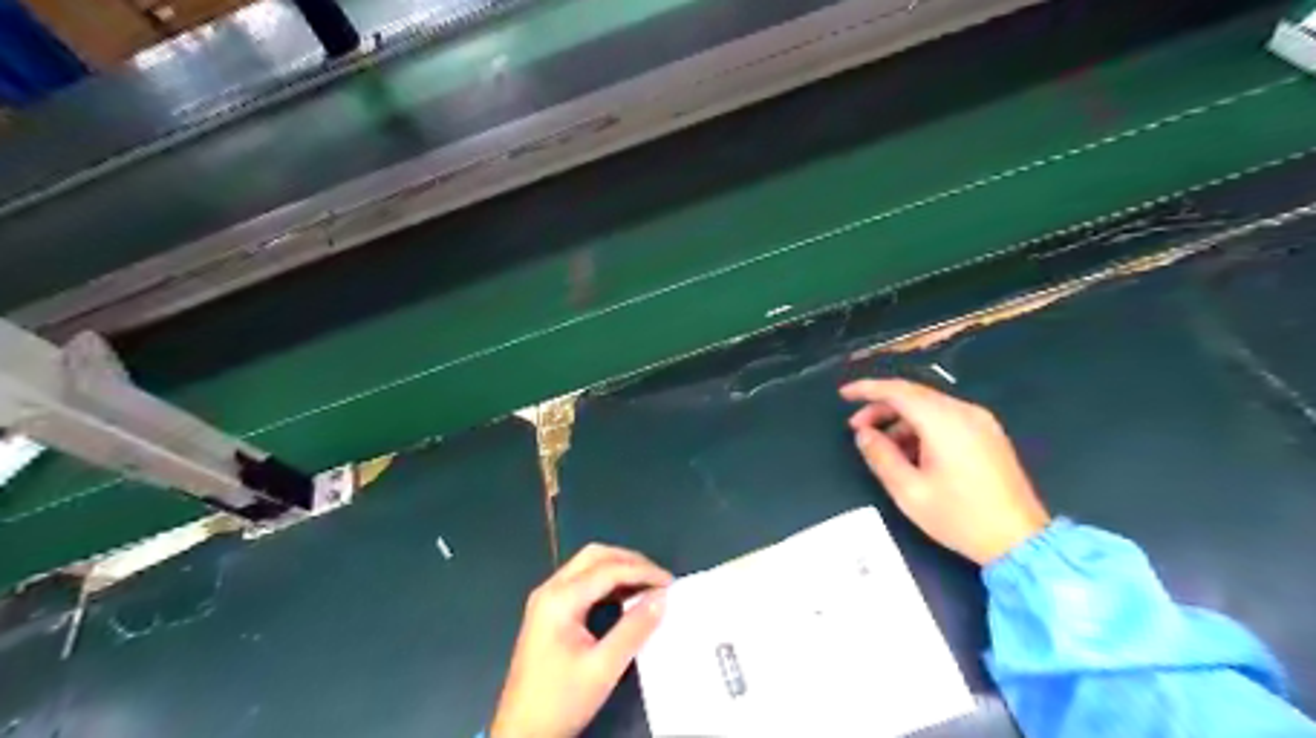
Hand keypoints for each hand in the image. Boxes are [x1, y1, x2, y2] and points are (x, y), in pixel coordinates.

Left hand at [489, 542, 673, 736]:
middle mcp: (550, 589)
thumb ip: (633, 629)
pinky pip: (582, 581)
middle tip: (659, 579)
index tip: (671, 583)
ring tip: (648, 585)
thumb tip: (662, 598)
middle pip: (595, 556)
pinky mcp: (548, 611)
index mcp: (560, 599)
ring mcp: (546, 599)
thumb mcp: (602, 668)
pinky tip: (625, 596)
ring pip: (588, 565)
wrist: (520, 733)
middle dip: (630, 561)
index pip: (608, 569)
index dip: (642, 571)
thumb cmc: (560, 701)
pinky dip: (607, 581)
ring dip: (619, 568)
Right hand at [843, 382, 1051, 565]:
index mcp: (944, 422)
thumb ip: (881, 456)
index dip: (867, 389)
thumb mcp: (909, 492)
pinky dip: (922, 426)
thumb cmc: (960, 517)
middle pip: (914, 395)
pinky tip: (910, 451)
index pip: (898, 391)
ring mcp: (980, 421)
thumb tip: (863, 434)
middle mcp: (964, 412)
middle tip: (857, 428)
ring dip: (901, 419)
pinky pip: (946, 418)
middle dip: (881, 406)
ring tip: (881, 445)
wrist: (1020, 541)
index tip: (843, 395)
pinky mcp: (988, 434)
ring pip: (930, 406)